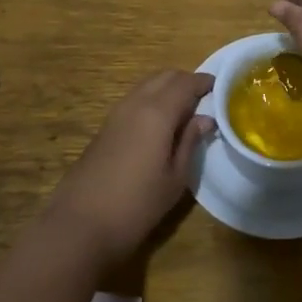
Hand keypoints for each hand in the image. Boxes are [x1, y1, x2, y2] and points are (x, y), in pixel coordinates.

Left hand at [43, 70, 213, 269]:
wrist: (79, 225)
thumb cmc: (137, 205)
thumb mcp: (175, 178)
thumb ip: (190, 142)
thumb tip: (205, 118)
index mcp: (157, 112)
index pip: (186, 83)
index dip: (205, 82)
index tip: (221, 88)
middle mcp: (135, 103)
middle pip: (164, 77)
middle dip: (186, 81)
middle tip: (205, 99)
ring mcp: (116, 114)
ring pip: (147, 86)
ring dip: (167, 90)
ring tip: (185, 112)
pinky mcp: (105, 127)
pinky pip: (135, 100)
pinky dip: (152, 100)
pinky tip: (160, 125)